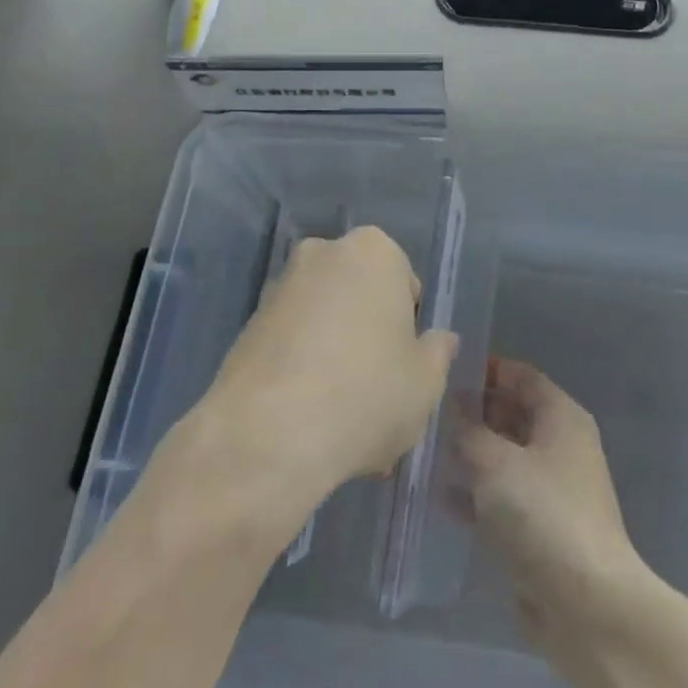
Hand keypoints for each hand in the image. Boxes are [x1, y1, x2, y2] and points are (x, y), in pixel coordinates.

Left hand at [203, 226, 458, 509]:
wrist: (267, 435)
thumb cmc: (366, 394)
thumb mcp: (425, 383)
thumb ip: (437, 354)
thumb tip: (440, 340)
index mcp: (374, 251)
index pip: (404, 283)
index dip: (408, 329)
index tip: (404, 368)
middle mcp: (323, 253)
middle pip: (360, 298)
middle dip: (368, 339)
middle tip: (377, 395)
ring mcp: (279, 287)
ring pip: (324, 323)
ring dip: (335, 358)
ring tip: (341, 421)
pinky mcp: (246, 325)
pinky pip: (291, 344)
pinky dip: (302, 370)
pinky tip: (307, 421)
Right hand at [458, 357, 648, 652]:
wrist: (587, 605)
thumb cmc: (543, 513)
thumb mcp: (496, 462)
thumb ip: (470, 431)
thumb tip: (456, 407)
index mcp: (561, 417)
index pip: (523, 376)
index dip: (488, 370)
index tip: (449, 372)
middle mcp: (561, 446)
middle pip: (513, 415)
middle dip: (475, 413)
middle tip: (431, 413)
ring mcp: (552, 490)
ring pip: (505, 459)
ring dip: (472, 455)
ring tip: (428, 451)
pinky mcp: (540, 529)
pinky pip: (503, 499)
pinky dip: (477, 495)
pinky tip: (443, 498)